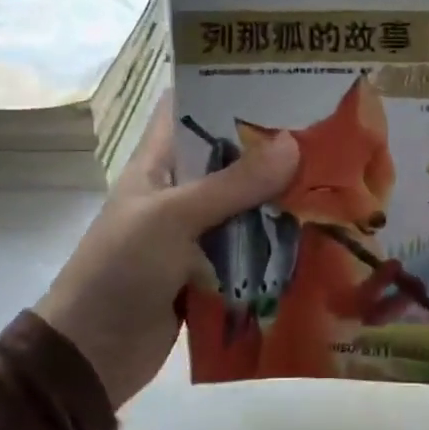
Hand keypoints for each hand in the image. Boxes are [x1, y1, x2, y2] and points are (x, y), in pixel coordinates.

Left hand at [37, 100, 297, 409]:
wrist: (92, 354)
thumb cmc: (121, 270)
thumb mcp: (173, 218)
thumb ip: (232, 184)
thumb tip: (294, 144)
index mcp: (157, 165)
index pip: (189, 108)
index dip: (226, 88)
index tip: (278, 76)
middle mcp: (178, 192)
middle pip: (229, 158)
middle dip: (272, 147)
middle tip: (327, 131)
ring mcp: (194, 233)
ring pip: (245, 205)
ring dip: (281, 198)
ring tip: (336, 178)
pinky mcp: (209, 270)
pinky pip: (248, 247)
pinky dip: (276, 242)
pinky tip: (318, 233)